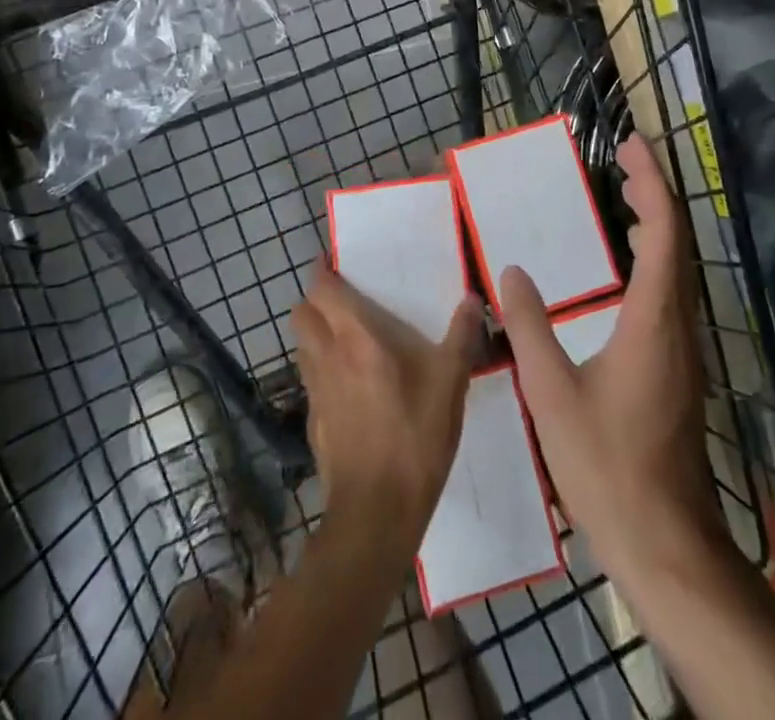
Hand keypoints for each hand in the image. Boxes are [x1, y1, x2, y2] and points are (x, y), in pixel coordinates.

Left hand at [294, 267, 482, 541]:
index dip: (321, 270)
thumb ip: (462, 337)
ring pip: (302, 346)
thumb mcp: (450, 384)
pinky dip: (322, 369)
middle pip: (301, 313)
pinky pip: (311, 379)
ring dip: (315, 332)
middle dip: (315, 300)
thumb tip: (473, 300)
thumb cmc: (414, 437)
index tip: (334, 260)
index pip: (321, 289)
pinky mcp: (313, 422)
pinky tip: (350, 385)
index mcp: (355, 337)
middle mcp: (326, 356)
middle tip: (344, 299)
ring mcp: (315, 391)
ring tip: (347, 336)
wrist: (376, 514)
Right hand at [500, 135, 720, 582]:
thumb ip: (529, 327)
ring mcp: (683, 349)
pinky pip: (670, 292)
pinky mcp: (678, 368)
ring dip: (656, 225)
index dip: (651, 182)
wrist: (667, 544)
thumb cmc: (607, 466)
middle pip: (677, 241)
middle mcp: (678, 325)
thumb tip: (510, 272)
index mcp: (653, 320)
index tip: (631, 146)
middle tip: (623, 161)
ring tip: (625, 199)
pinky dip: (653, 259)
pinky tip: (625, 270)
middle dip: (654, 193)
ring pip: (678, 268)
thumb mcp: (552, 392)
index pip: (663, 232)